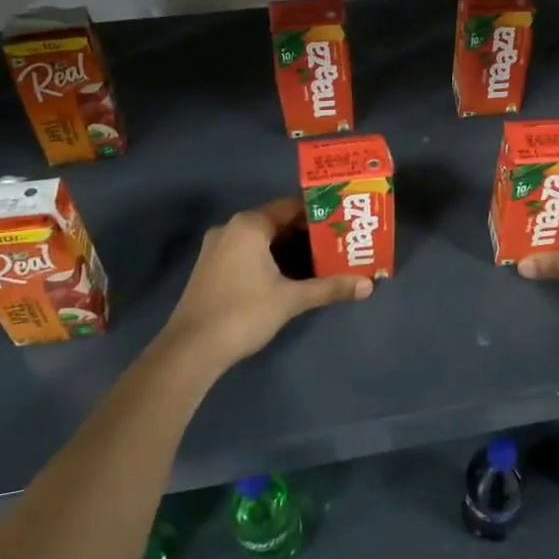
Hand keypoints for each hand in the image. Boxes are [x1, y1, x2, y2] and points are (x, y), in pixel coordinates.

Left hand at [158, 198, 370, 373]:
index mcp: (248, 226)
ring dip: (289, 248)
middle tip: (339, 242)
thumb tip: (368, 285)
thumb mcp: (291, 300)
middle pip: (277, 222)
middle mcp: (230, 229)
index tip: (343, 221)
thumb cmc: (242, 314)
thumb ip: (329, 288)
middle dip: (307, 233)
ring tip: (322, 258)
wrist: (189, 351)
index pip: (291, 206)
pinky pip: (248, 252)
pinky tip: (291, 275)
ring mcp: (217, 249)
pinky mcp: (211, 269)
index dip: (319, 213)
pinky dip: (270, 259)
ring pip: (262, 239)